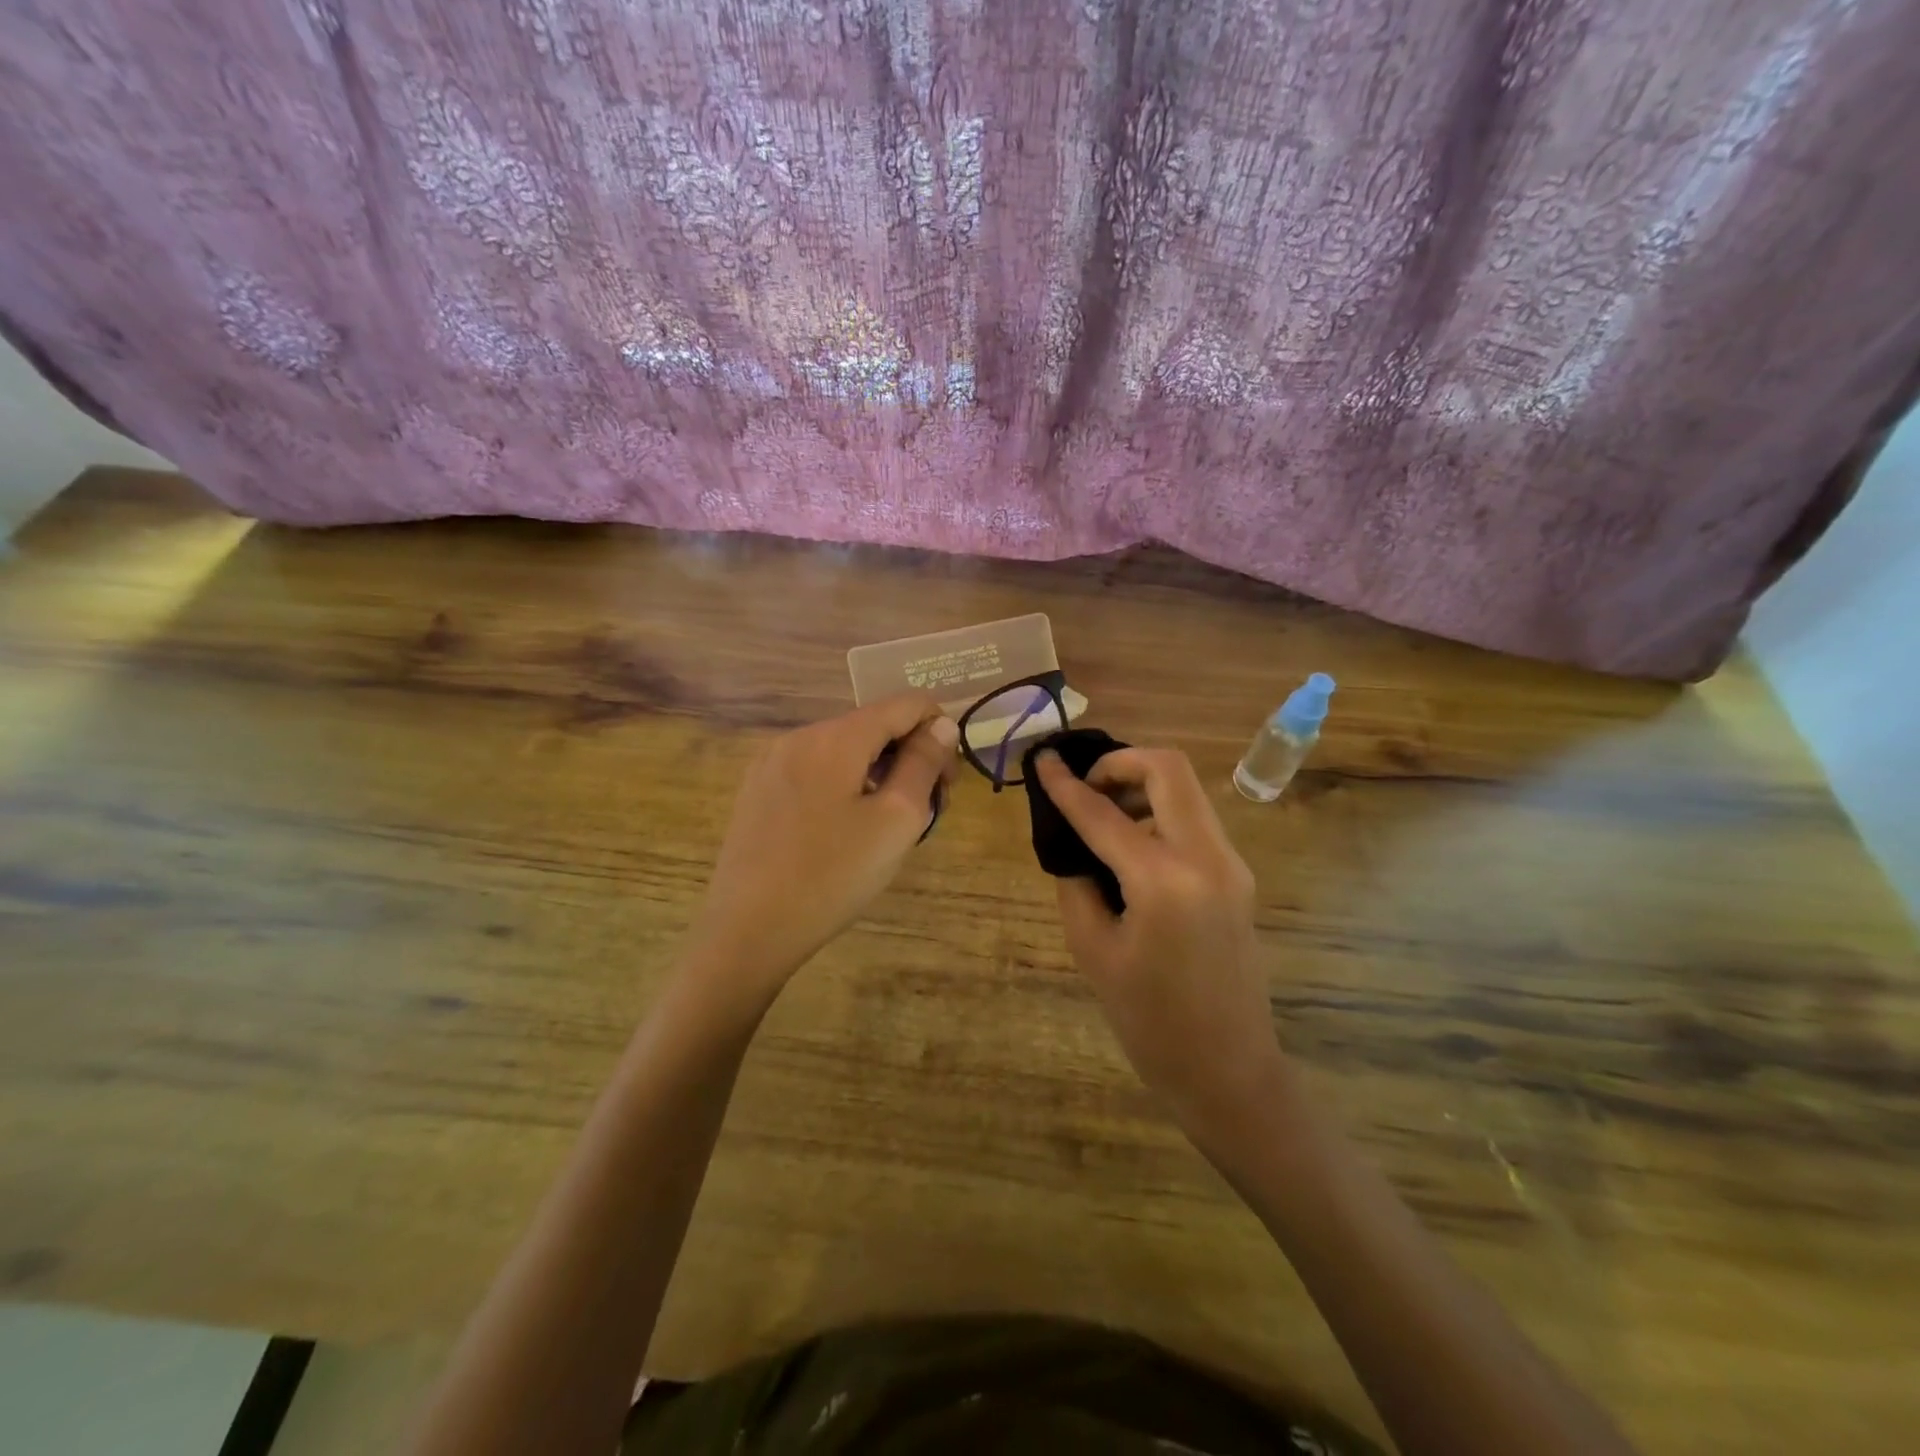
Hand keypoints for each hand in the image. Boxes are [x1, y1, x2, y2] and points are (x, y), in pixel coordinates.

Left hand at [688, 693, 957, 1007]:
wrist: (748, 930)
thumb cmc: (833, 876)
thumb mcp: (896, 820)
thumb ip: (923, 764)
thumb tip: (940, 726)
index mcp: (835, 737)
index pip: (903, 703)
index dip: (938, 729)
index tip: (949, 779)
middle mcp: (799, 736)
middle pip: (872, 725)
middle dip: (908, 755)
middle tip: (927, 808)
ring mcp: (771, 762)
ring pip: (843, 748)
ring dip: (877, 771)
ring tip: (888, 824)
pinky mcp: (757, 789)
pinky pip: (815, 769)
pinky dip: (844, 783)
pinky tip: (846, 828)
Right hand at [1034, 747, 1284, 1130]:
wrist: (1229, 1071)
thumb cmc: (1150, 1023)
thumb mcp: (1093, 951)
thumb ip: (1077, 883)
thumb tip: (1073, 843)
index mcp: (1164, 880)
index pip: (1103, 813)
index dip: (1065, 784)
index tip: (1041, 760)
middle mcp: (1206, 857)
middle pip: (1167, 769)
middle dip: (1119, 763)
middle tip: (1084, 786)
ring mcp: (1230, 864)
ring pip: (1186, 790)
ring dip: (1141, 786)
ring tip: (1103, 816)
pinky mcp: (1237, 876)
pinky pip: (1194, 820)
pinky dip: (1159, 812)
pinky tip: (1130, 844)